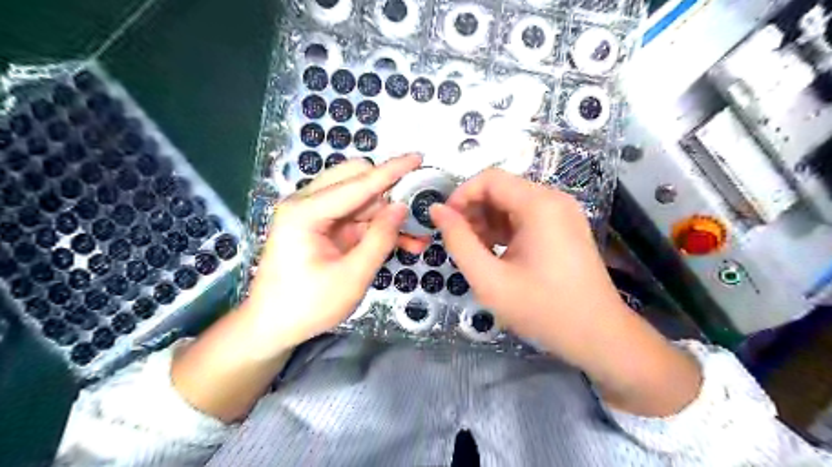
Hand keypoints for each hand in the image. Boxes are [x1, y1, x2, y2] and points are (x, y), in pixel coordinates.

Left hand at [239, 155, 424, 358]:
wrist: (271, 327)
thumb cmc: (307, 306)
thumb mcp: (351, 277)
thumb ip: (379, 239)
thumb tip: (402, 207)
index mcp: (306, 212)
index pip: (358, 183)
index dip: (392, 170)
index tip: (418, 157)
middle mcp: (307, 203)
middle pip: (356, 179)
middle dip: (388, 192)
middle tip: (415, 210)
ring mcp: (314, 214)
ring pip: (360, 199)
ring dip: (387, 213)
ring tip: (416, 236)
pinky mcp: (322, 227)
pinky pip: (356, 217)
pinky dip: (378, 227)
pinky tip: (402, 242)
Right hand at [429, 168, 700, 415]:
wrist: (598, 335)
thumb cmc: (543, 309)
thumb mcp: (489, 279)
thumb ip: (458, 241)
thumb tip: (437, 210)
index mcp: (539, 205)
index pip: (489, 178)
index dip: (461, 195)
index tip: (445, 223)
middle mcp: (554, 199)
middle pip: (501, 189)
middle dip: (474, 211)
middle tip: (460, 242)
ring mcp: (563, 213)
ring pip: (512, 203)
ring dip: (488, 221)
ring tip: (477, 252)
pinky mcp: (565, 227)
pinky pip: (526, 216)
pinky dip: (505, 229)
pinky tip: (497, 254)